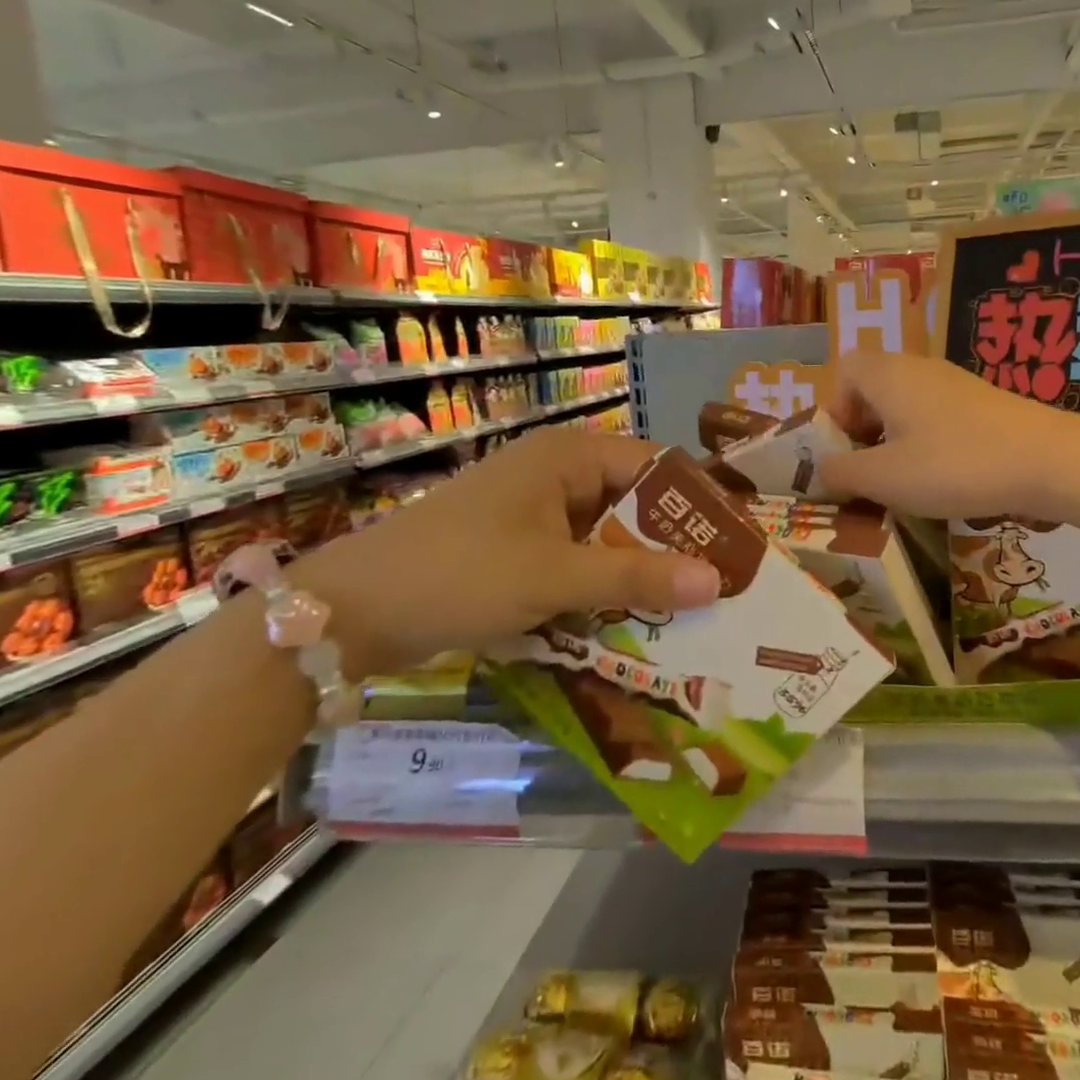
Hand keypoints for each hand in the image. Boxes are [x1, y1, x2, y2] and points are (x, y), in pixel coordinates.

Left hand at [292, 428, 720, 675]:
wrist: (347, 613)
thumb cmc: (460, 573)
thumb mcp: (556, 577)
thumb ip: (638, 579)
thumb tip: (718, 581)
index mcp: (568, 456)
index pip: (655, 467)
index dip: (695, 504)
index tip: (731, 546)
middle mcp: (554, 474)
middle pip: (631, 503)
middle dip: (668, 546)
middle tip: (713, 588)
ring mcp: (531, 512)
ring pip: (604, 537)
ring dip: (634, 573)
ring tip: (679, 612)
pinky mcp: (513, 547)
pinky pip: (573, 560)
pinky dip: (598, 587)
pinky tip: (622, 623)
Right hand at [816, 351, 1076, 519]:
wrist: (1047, 460)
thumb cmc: (953, 464)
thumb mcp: (884, 478)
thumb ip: (841, 473)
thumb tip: (820, 469)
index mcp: (887, 374)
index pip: (843, 370)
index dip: (834, 409)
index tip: (846, 450)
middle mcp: (918, 368)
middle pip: (873, 388)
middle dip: (863, 430)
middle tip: (870, 470)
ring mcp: (954, 383)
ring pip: (905, 404)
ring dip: (894, 440)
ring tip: (904, 481)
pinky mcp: (981, 403)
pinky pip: (935, 415)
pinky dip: (926, 441)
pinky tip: (943, 476)